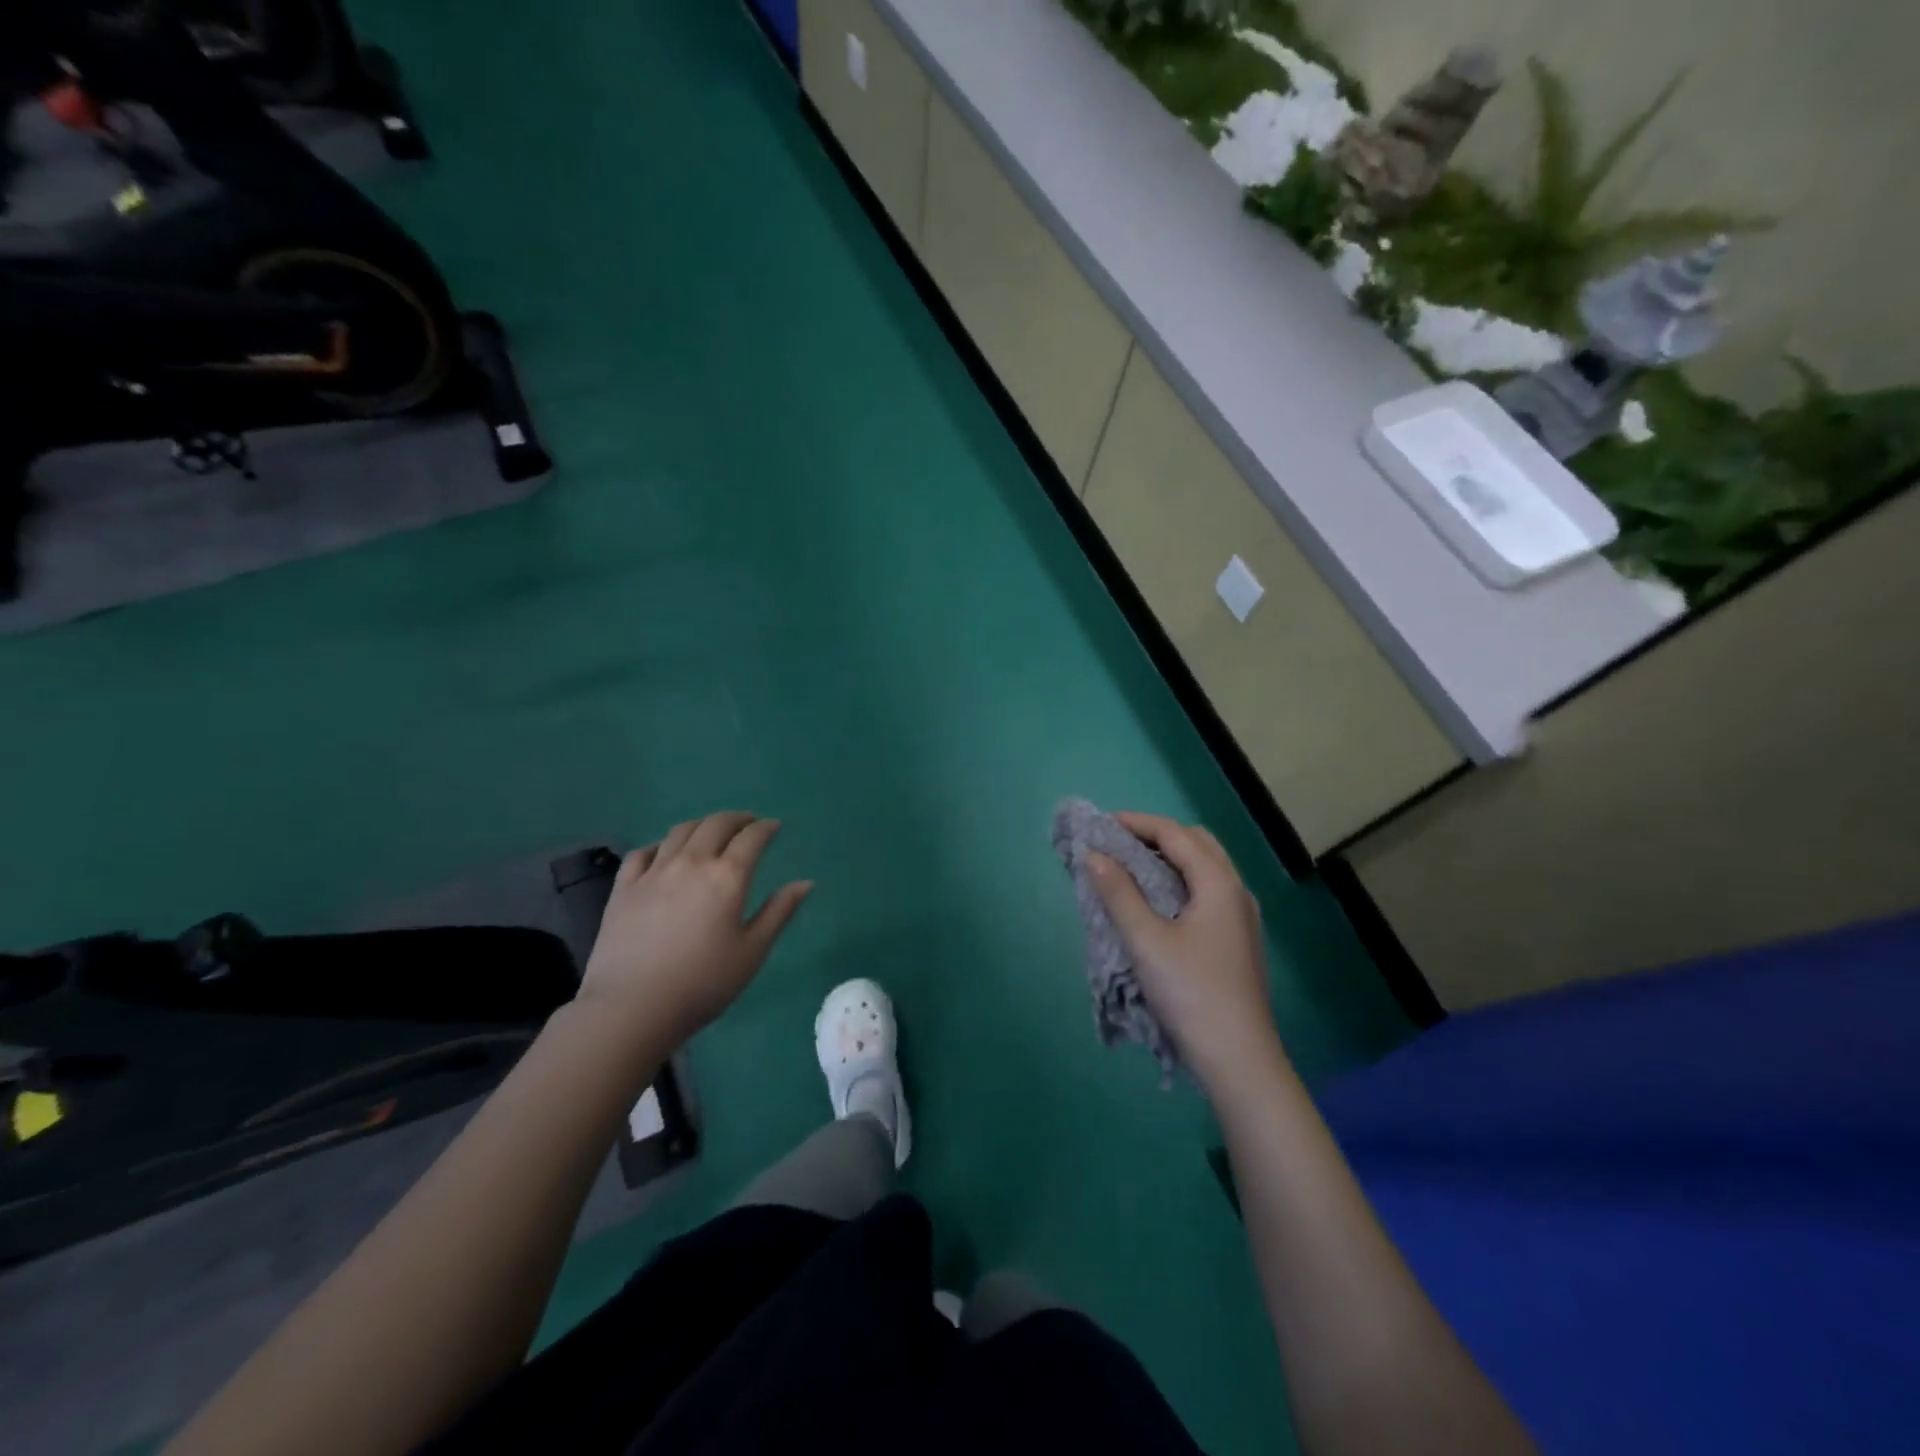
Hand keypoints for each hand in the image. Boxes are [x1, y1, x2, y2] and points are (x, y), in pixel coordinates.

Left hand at [578, 812, 812, 1044]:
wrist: (632, 1007)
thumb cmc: (703, 983)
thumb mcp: (752, 951)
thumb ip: (779, 912)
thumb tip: (805, 882)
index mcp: (727, 877)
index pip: (752, 838)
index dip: (766, 828)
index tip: (774, 827)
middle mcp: (691, 863)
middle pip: (715, 824)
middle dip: (736, 819)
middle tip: (748, 823)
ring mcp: (654, 872)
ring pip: (680, 831)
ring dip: (702, 824)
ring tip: (711, 831)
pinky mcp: (624, 887)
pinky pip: (644, 852)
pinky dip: (662, 844)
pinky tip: (666, 852)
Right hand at [1085, 813, 1282, 1092]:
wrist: (1239, 1058)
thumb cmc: (1190, 992)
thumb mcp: (1145, 940)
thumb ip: (1118, 893)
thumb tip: (1094, 855)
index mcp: (1219, 883)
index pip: (1175, 834)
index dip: (1136, 823)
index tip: (1101, 825)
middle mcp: (1236, 891)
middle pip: (1196, 844)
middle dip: (1156, 836)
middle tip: (1117, 845)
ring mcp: (1241, 917)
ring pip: (1205, 868)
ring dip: (1169, 859)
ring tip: (1131, 870)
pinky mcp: (1237, 940)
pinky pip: (1207, 892)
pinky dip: (1179, 882)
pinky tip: (1157, 904)